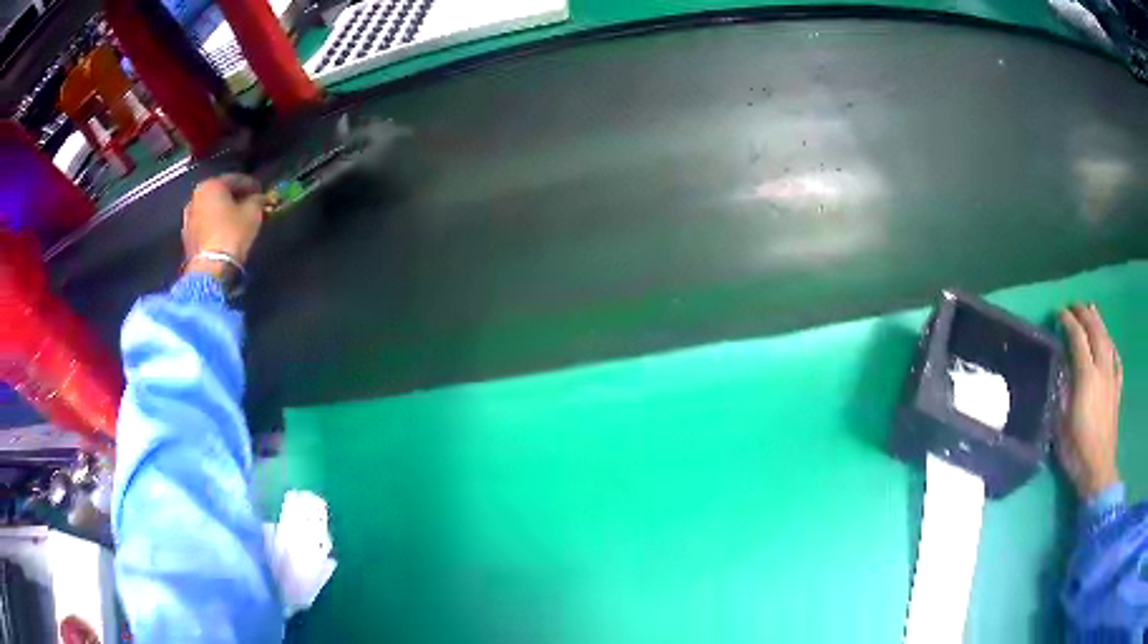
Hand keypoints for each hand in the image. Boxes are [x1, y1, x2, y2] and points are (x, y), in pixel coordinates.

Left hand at [182, 175, 265, 275]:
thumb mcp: (253, 212)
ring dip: (223, 212)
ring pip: (210, 209)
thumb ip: (256, 199)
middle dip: (234, 198)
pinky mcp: (187, 238)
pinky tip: (224, 232)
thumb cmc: (232, 232)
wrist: (210, 268)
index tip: (261, 192)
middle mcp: (195, 196)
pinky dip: (214, 225)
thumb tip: (258, 198)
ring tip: (236, 220)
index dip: (251, 185)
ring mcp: (188, 218)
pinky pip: (204, 225)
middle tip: (249, 204)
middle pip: (220, 193)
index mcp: (211, 184)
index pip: (236, 179)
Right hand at [1058, 304, 1122, 499]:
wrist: (1098, 470)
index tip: (1058, 314)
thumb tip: (1060, 370)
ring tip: (1092, 311)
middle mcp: (1101, 370)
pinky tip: (1109, 344)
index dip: (1068, 322)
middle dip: (1085, 314)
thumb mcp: (1061, 423)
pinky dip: (1112, 346)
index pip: (1078, 338)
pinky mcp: (1117, 390)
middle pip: (1095, 332)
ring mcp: (1112, 378)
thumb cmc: (1076, 450)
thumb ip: (1061, 392)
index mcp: (1086, 376)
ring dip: (1099, 322)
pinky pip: (1116, 359)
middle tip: (1074, 305)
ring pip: (1107, 340)